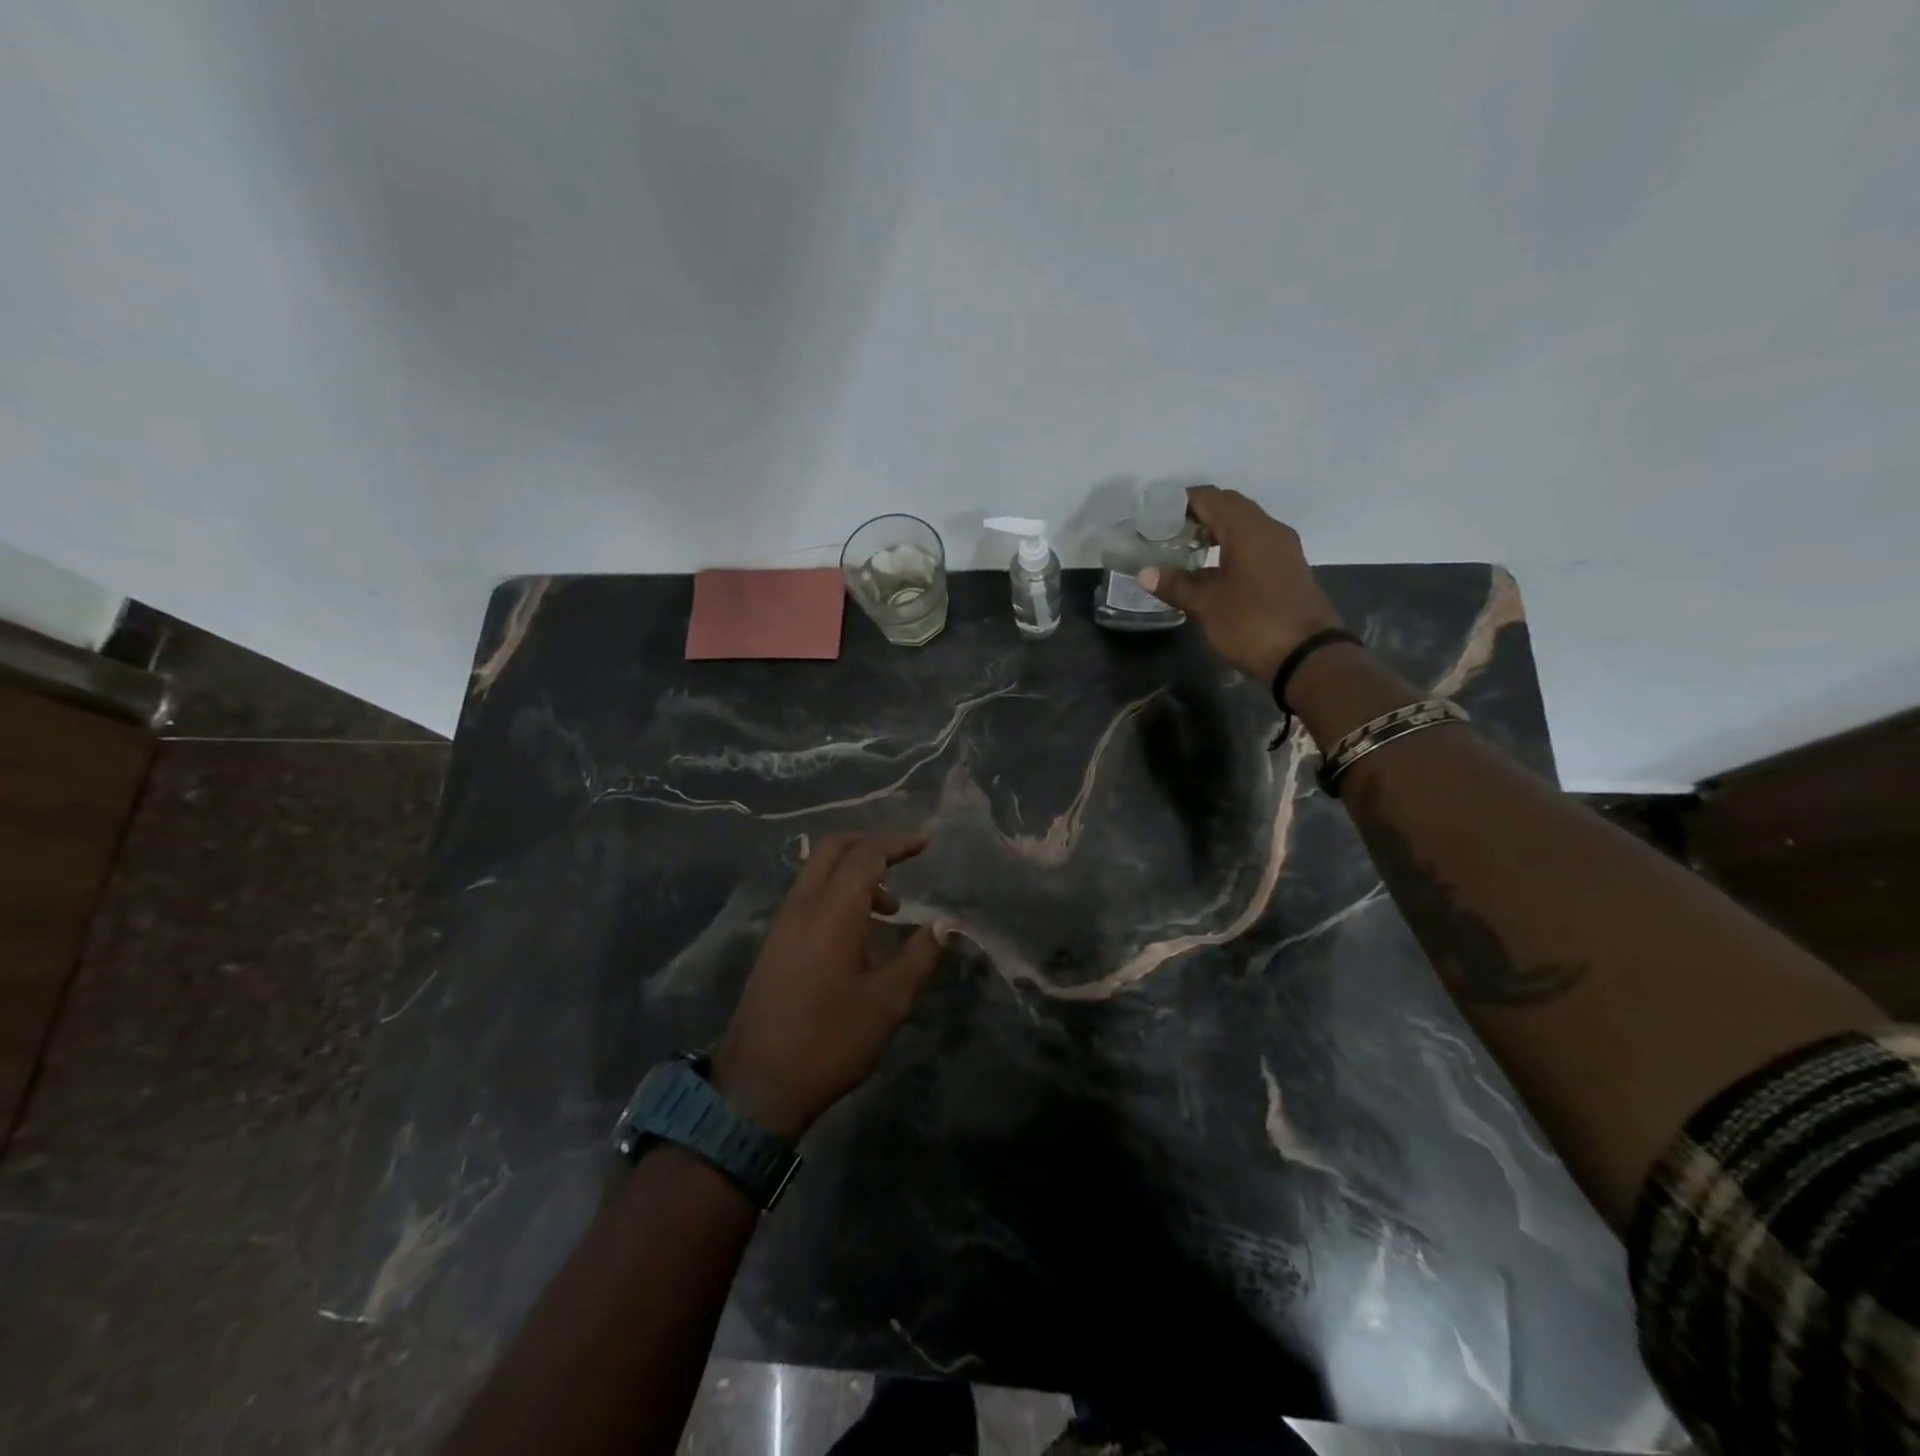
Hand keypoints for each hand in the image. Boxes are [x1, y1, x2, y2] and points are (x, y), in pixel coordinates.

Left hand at [712, 832, 942, 1138]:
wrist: (758, 1086)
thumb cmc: (831, 1041)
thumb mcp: (888, 1002)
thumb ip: (919, 956)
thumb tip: (944, 924)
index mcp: (832, 912)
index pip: (866, 855)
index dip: (897, 842)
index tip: (925, 842)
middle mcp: (803, 906)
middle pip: (833, 848)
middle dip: (870, 843)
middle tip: (903, 858)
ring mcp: (782, 923)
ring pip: (817, 871)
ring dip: (853, 871)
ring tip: (889, 908)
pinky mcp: (774, 942)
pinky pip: (807, 895)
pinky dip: (836, 891)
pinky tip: (857, 930)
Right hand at [1138, 486, 1345, 681]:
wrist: (1308, 657)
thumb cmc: (1252, 622)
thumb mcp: (1206, 604)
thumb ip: (1175, 584)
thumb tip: (1144, 572)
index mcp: (1248, 529)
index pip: (1211, 498)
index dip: (1182, 502)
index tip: (1156, 515)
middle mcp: (1269, 529)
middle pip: (1230, 507)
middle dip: (1199, 515)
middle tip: (1168, 534)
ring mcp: (1284, 549)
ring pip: (1245, 526)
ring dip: (1217, 532)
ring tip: (1187, 552)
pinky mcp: (1289, 569)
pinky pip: (1256, 545)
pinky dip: (1232, 548)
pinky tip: (1214, 570)